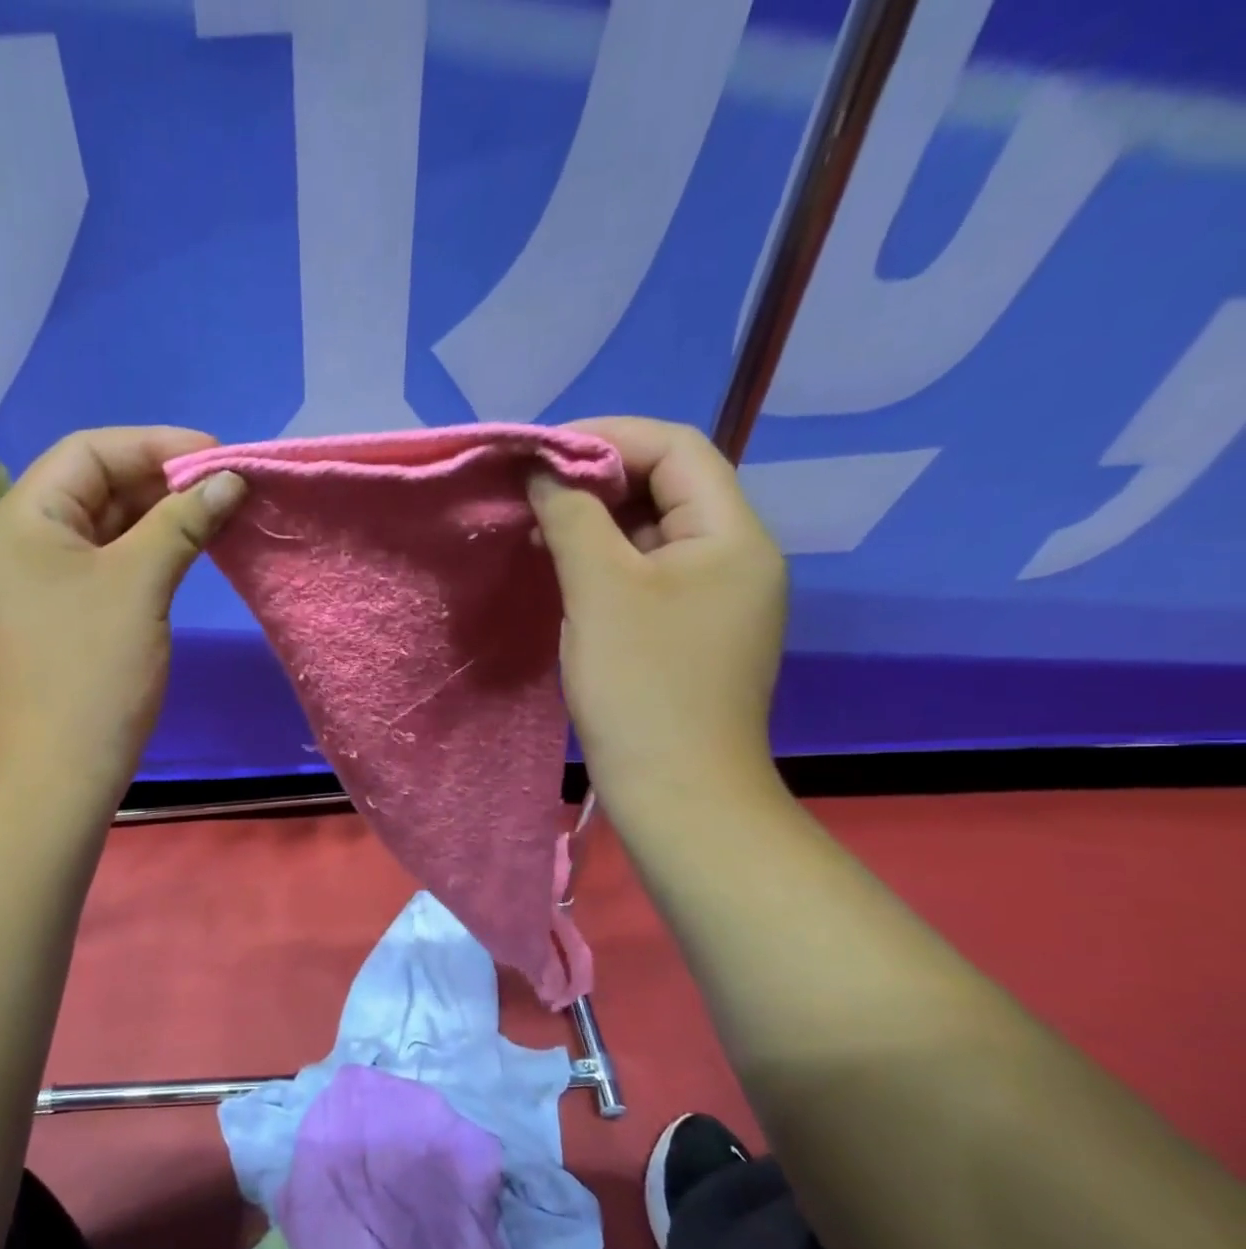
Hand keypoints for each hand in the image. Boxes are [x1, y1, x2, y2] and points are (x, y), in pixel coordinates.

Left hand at [0, 427, 245, 802]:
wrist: (60, 773)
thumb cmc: (93, 671)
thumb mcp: (140, 584)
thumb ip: (182, 521)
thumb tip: (230, 479)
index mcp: (21, 519)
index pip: (89, 452)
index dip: (156, 445)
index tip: (218, 457)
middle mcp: (22, 541)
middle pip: (95, 486)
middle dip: (162, 481)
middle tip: (226, 487)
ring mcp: (40, 582)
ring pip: (105, 527)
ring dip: (159, 517)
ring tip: (218, 514)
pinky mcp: (63, 614)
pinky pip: (107, 565)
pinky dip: (147, 553)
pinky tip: (189, 550)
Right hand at [527, 416, 786, 810]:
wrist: (677, 791)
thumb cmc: (642, 685)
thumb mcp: (600, 590)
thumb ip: (573, 515)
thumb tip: (545, 470)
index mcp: (732, 535)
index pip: (677, 448)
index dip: (607, 438)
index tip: (540, 453)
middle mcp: (735, 556)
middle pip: (667, 487)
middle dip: (596, 479)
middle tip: (532, 493)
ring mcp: (715, 598)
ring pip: (652, 534)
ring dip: (596, 522)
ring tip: (538, 528)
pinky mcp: (690, 631)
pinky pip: (647, 574)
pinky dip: (604, 562)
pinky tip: (563, 572)